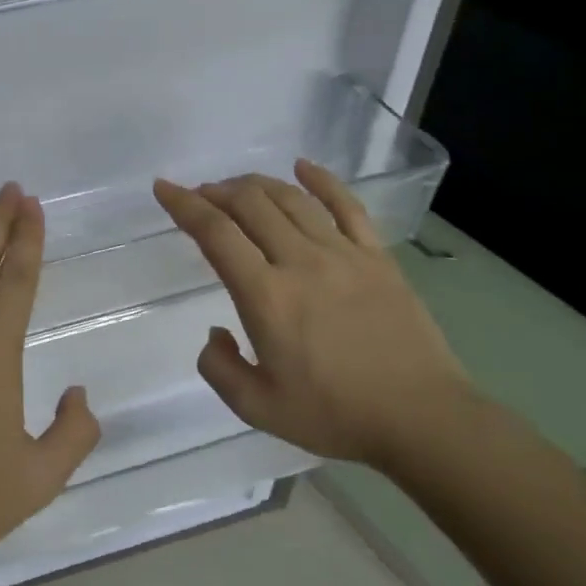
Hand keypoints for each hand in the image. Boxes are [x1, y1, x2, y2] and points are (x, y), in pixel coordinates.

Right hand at [152, 161, 476, 472]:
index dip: (184, 205)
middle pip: (252, 205)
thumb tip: (216, 332)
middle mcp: (301, 262)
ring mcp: (344, 254)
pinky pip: (347, 206)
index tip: (164, 188)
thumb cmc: (334, 415)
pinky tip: (303, 167)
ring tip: (237, 188)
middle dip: (217, 192)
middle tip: (201, 196)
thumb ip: (219, 368)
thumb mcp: (257, 408)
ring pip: (292, 199)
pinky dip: (321, 180)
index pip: (216, 234)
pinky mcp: (378, 257)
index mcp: (266, 297)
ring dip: (257, 185)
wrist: (421, 418)